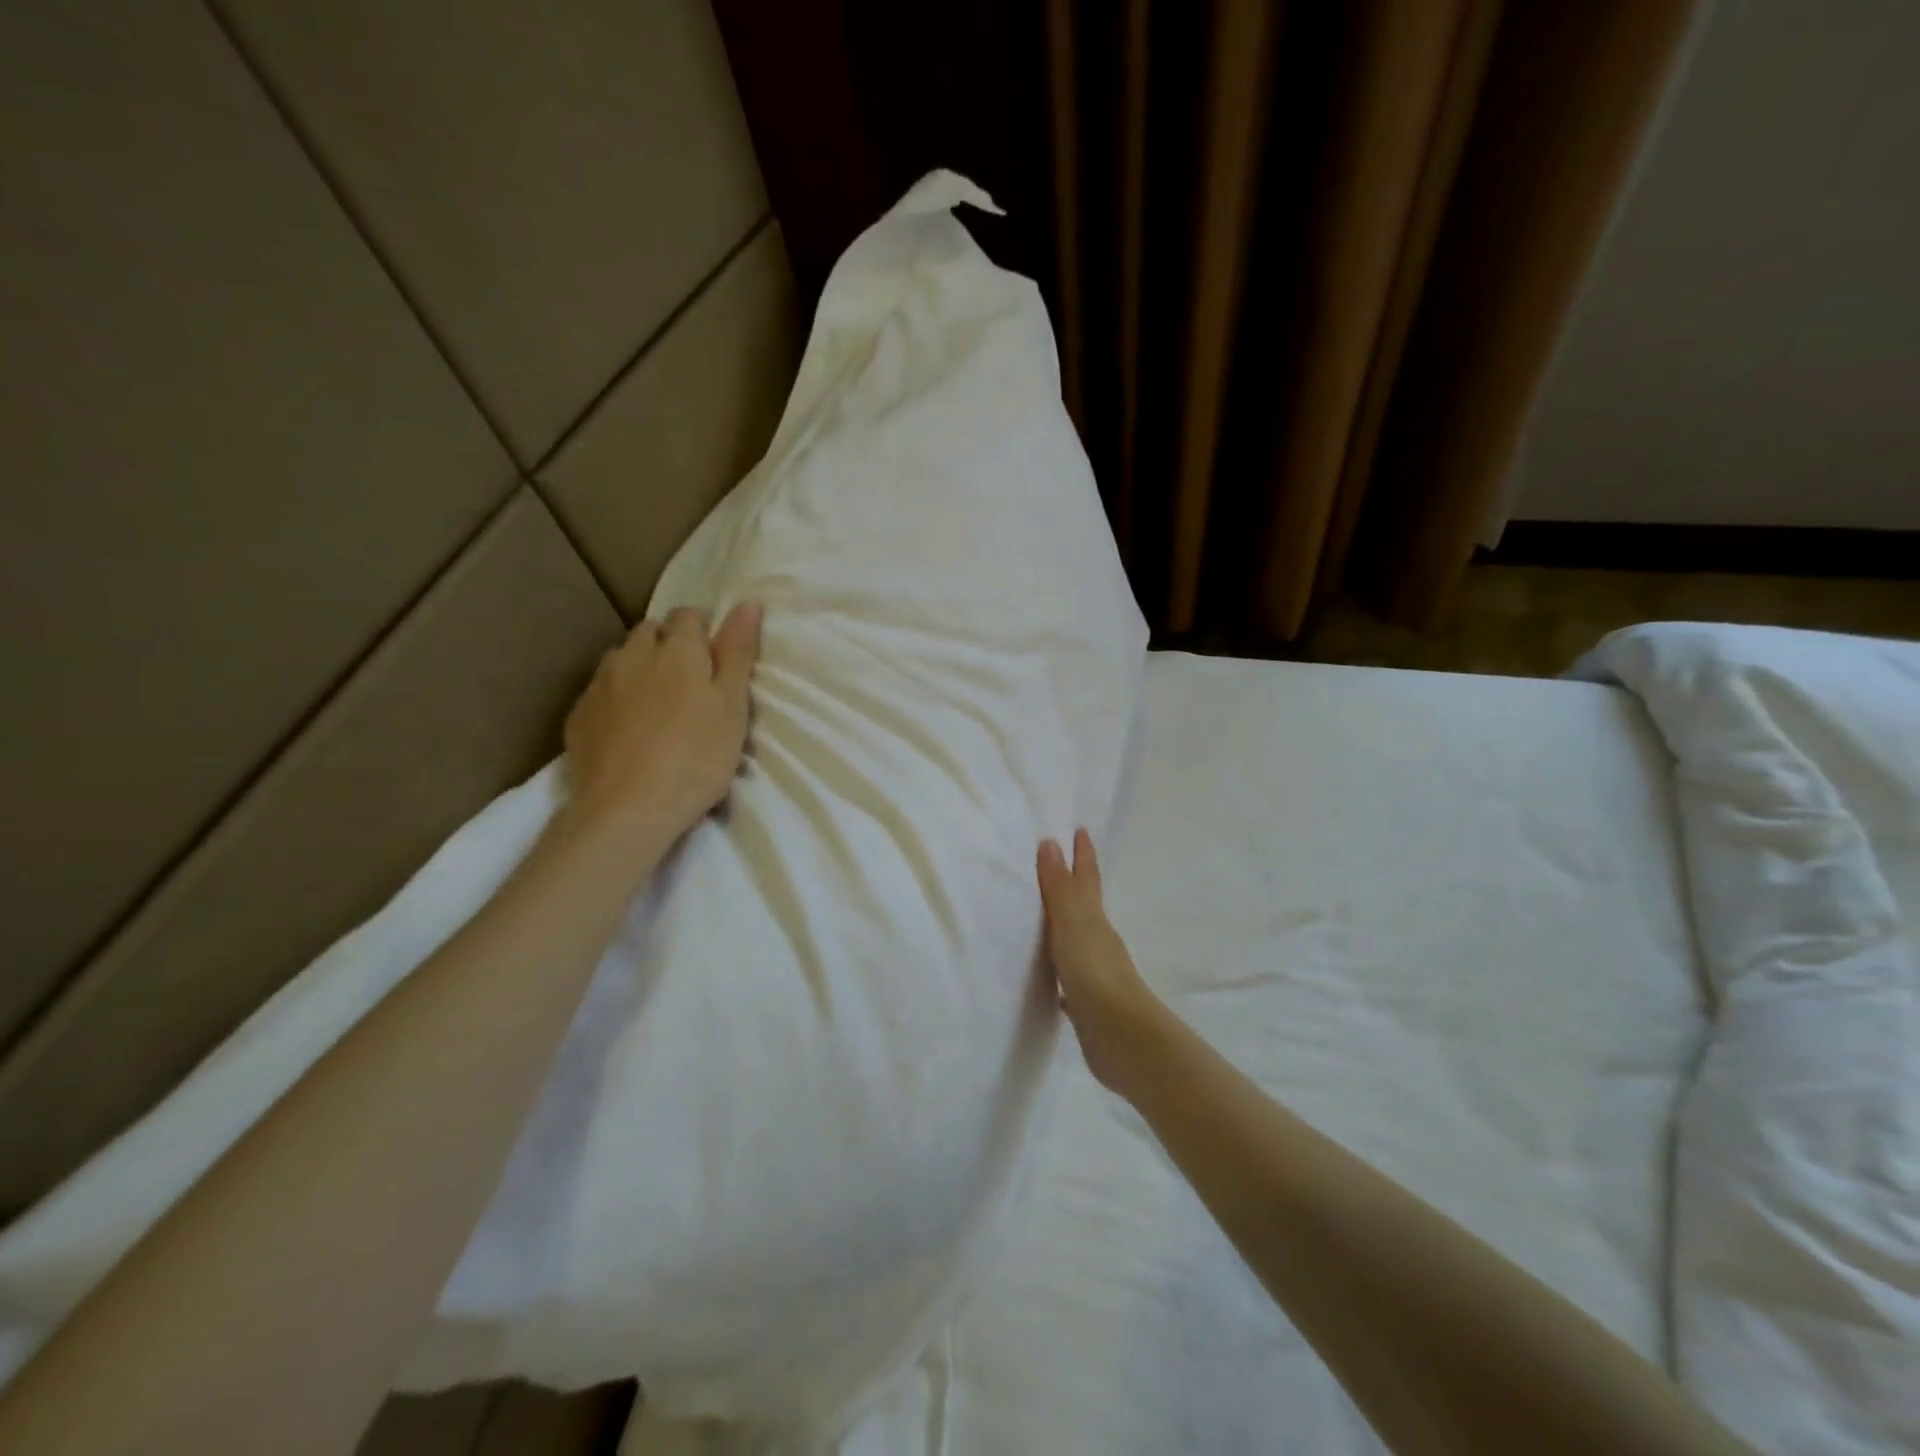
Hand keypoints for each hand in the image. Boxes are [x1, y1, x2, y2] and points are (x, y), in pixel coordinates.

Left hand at [563, 602, 762, 843]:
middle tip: (689, 684)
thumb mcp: (733, 706)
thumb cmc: (697, 757)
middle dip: (669, 646)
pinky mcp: (579, 715)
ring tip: (656, 704)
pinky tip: (628, 729)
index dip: (704, 632)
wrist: (627, 809)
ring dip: (639, 668)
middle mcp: (633, 655)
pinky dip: (616, 699)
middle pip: (650, 632)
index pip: (689, 616)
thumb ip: (738, 652)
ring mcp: (600, 684)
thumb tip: (748, 602)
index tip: (715, 661)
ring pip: (622, 659)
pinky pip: (600, 692)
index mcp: (678, 650)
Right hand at [1037, 829, 1170, 1092]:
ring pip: (1076, 939)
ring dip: (1063, 925)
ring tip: (1044, 914)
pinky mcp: (1086, 1002)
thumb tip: (1051, 842)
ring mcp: (1094, 972)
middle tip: (1057, 864)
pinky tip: (1047, 975)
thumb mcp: (1072, 923)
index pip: (1087, 878)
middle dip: (1073, 884)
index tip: (1080, 830)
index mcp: (1095, 919)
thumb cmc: (1095, 973)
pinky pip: (1067, 975)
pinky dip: (1058, 967)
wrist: (1122, 1037)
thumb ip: (1059, 887)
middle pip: (1083, 905)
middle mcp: (1097, 941)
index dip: (1083, 855)